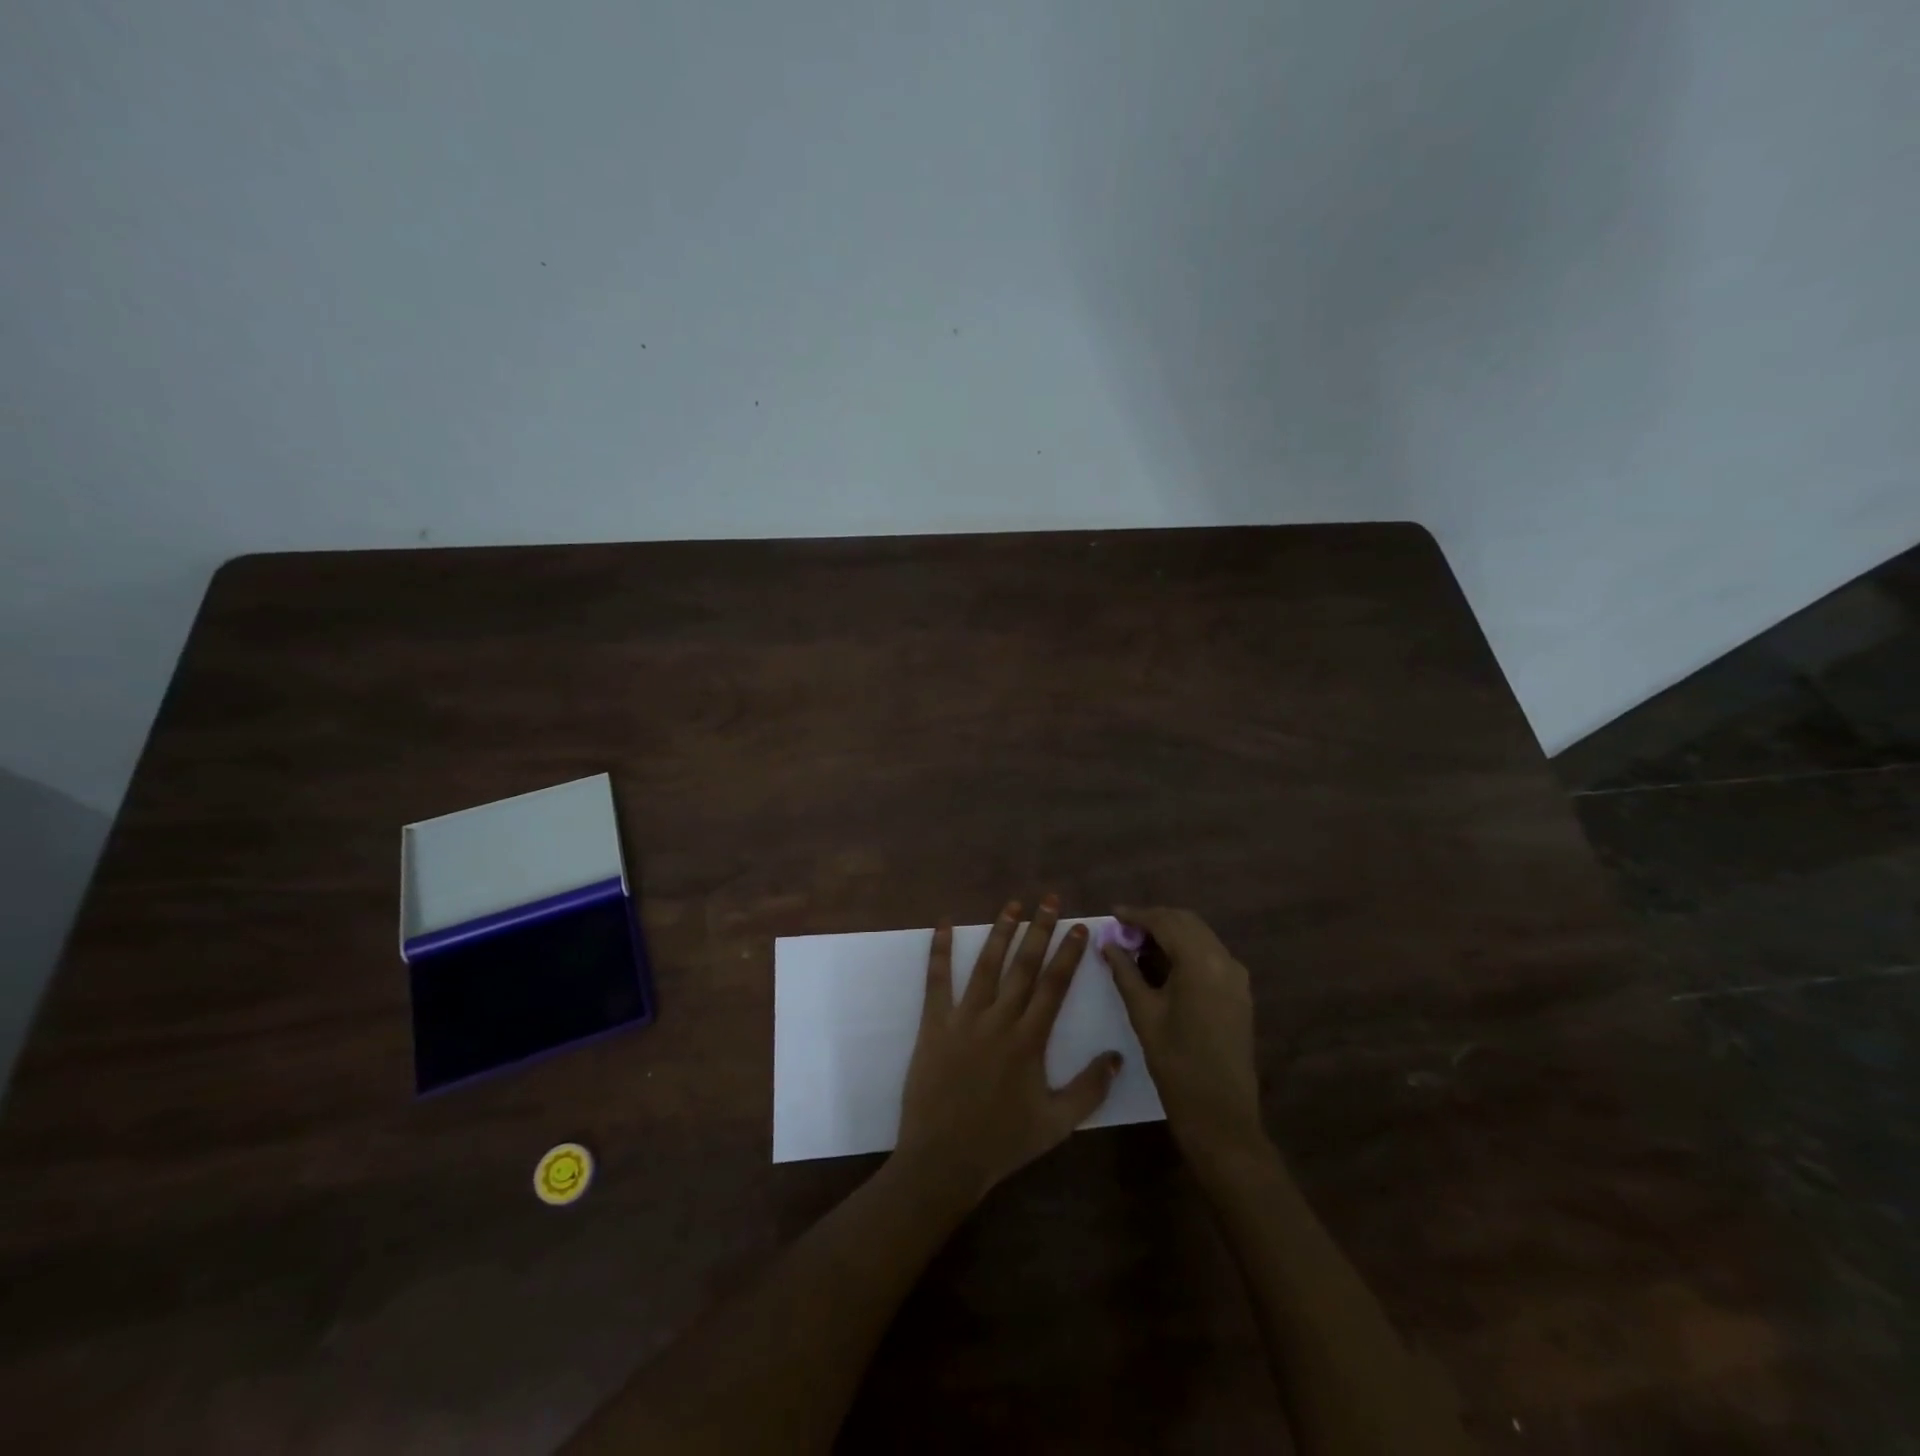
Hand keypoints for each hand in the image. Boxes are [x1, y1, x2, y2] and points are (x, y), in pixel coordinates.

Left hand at [896, 896, 1122, 1203]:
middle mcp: (999, 1020)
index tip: (1080, 926)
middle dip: (1040, 929)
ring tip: (1013, 904)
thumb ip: (1089, 1089)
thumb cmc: (1003, 1142)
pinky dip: (940, 950)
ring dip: (1000, 931)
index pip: (1055, 986)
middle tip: (1050, 899)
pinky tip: (943, 924)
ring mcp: (964, 1018)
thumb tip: (1116, 1056)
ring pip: (986, 965)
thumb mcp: (1057, 1124)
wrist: (944, 1160)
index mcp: (1030, 1040)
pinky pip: (937, 980)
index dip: (1068, 953)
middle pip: (1024, 966)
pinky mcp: (934, 1024)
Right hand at [1104, 906, 1265, 1167]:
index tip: (1112, 914)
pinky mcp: (1239, 992)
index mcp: (1201, 962)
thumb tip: (1108, 943)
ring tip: (1138, 945)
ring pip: (1200, 936)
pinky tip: (1163, 964)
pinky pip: (1210, 955)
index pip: (1166, 922)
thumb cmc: (1176, 1064)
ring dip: (1171, 933)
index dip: (1137, 915)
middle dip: (1154, 920)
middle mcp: (1224, 960)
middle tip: (1123, 930)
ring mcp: (1236, 976)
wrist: (1221, 1115)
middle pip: (1186, 923)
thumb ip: (1125, 972)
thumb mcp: (1144, 1014)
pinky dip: (1186, 950)